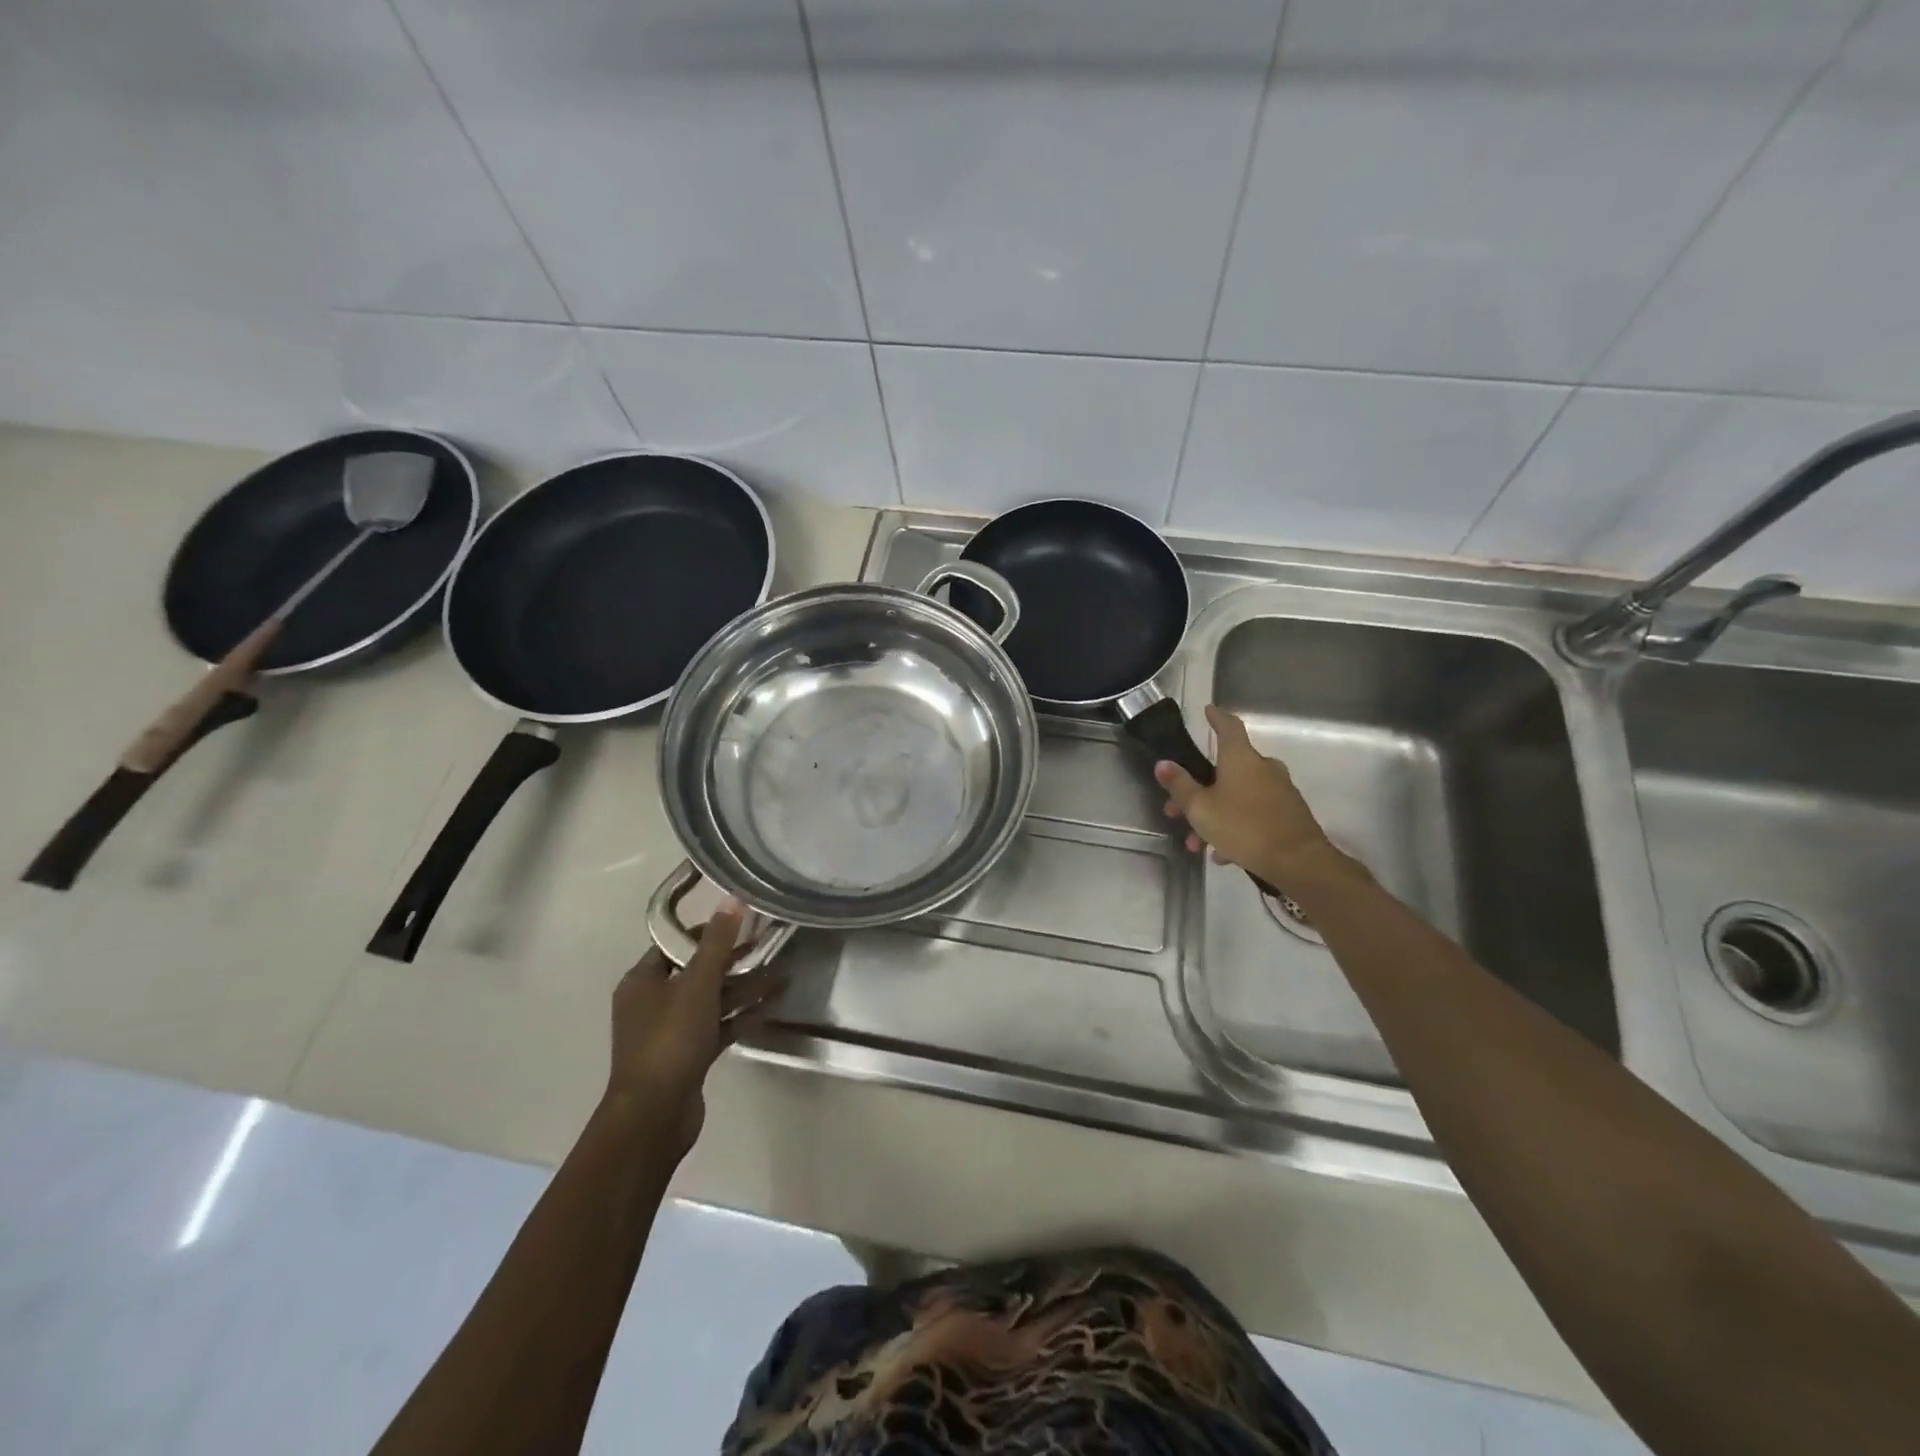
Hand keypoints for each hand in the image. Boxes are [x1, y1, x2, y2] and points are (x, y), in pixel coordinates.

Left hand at [605, 904, 786, 1155]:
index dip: (708, 931)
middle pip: (697, 972)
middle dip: (734, 961)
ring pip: (712, 1000)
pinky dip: (742, 1014)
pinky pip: (719, 1025)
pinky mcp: (689, 1055)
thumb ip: (716, 943)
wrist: (654, 1115)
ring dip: (745, 988)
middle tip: (769, 946)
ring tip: (783, 975)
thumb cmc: (670, 1040)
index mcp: (642, 981)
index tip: (743, 923)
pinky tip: (773, 1003)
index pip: (676, 944)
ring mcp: (671, 1032)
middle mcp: (653, 1003)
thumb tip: (731, 899)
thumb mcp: (696, 985)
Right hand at [1153, 705, 1341, 888]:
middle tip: (1176, 810)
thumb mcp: (1200, 808)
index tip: (1208, 710)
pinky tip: (1223, 853)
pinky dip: (1235, 825)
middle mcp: (1263, 767)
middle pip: (1226, 769)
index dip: (1216, 717)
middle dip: (1199, 789)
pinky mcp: (1288, 813)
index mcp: (1241, 758)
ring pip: (1237, 795)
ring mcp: (1279, 790)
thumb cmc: (1243, 827)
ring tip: (1198, 843)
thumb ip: (1180, 785)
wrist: (1298, 862)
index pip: (1228, 726)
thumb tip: (1163, 763)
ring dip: (1214, 814)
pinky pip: (1253, 812)